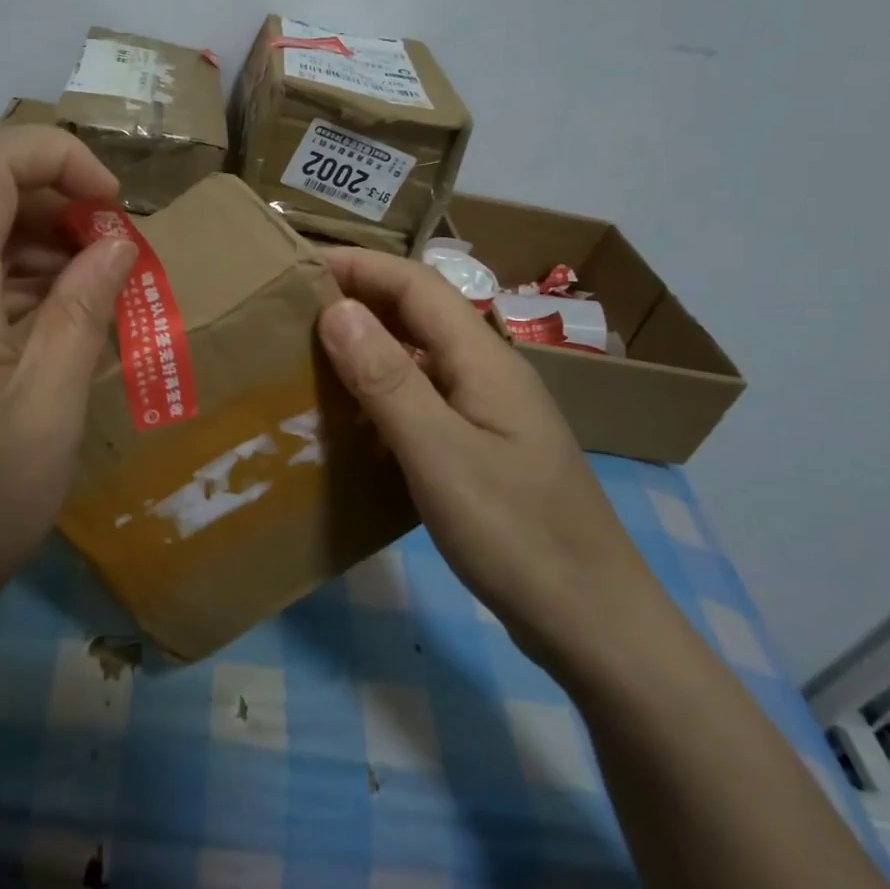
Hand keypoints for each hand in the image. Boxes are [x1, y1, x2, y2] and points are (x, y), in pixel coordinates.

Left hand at [0, 126, 136, 672]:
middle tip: (120, 259)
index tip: (113, 205)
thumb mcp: (49, 411)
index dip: (54, 155)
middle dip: (60, 204)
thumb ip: (83, 311)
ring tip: (104, 298)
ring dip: (45, 251)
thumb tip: (115, 243)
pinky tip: (62, 333)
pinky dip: (21, 291)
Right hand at [316, 249, 662, 671]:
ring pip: (422, 357)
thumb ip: (388, 380)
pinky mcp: (486, 449)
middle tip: (295, 308)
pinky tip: (353, 419)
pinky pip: (426, 399)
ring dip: (370, 345)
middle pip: (421, 313)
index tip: (301, 265)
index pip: (416, 285)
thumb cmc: (517, 535)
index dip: (360, 266)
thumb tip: (336, 309)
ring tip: (312, 355)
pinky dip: (384, 392)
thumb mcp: (440, 454)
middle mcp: (490, 373)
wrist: (594, 622)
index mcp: (485, 360)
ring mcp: (491, 412)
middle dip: (361, 298)